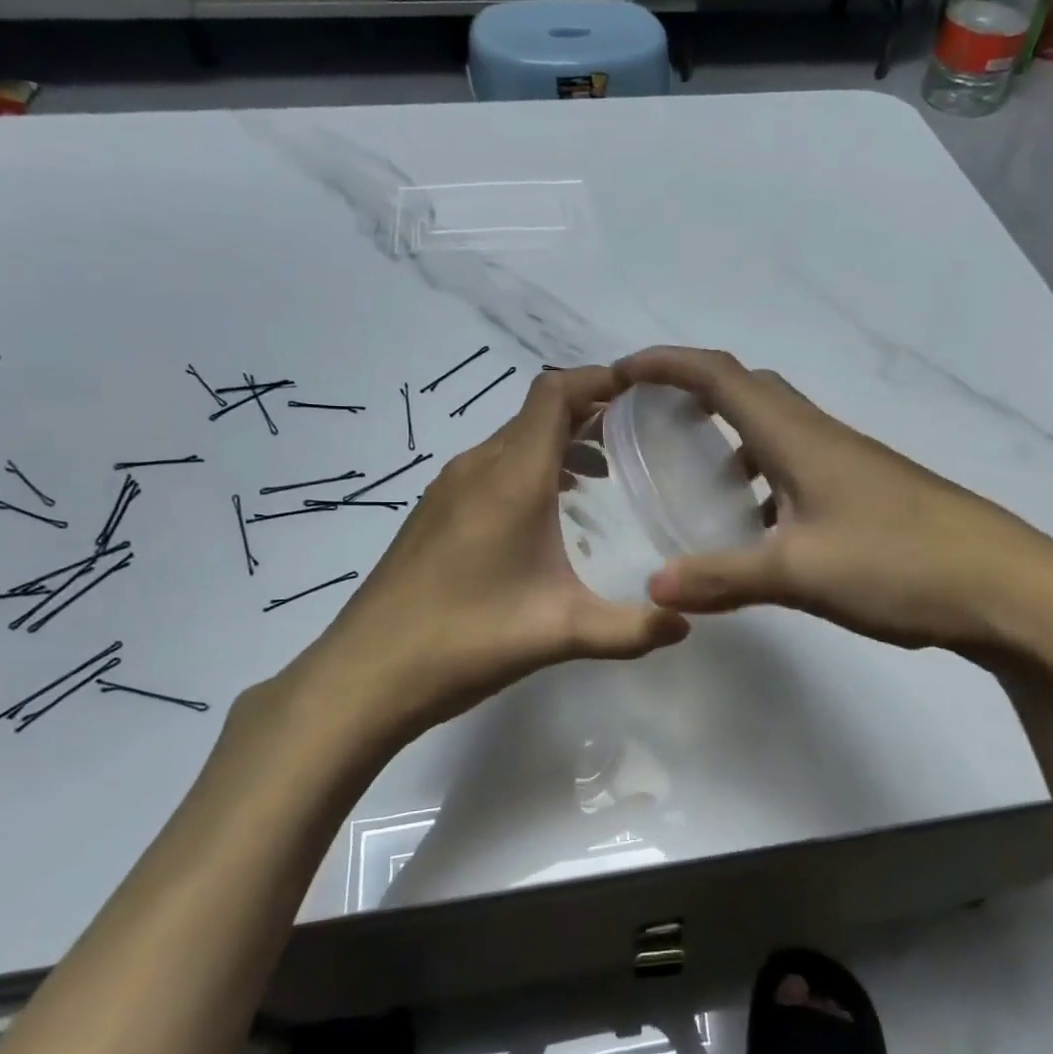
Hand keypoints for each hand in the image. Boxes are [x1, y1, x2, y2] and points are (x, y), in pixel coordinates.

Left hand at [266, 366, 690, 754]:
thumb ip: (630, 628)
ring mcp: (447, 489)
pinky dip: (527, 469)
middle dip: (587, 413)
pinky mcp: (432, 513)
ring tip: (600, 476)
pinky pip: (490, 468)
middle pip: (535, 413)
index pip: (553, 393)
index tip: (640, 391)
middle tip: (635, 439)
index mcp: (511, 477)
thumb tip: (686, 623)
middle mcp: (477, 467)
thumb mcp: (560, 633)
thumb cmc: (466, 640)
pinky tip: (545, 516)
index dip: (597, 379)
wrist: (366, 674)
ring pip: (511, 441)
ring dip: (556, 444)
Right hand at [615, 347, 1052, 667]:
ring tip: (696, 478)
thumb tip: (654, 587)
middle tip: (654, 420)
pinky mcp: (868, 491)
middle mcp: (821, 436)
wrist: (1008, 588)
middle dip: (694, 391)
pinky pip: (799, 465)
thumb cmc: (899, 564)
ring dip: (731, 437)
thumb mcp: (799, 573)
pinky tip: (758, 527)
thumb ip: (722, 578)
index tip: (622, 372)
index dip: (667, 364)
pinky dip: (763, 477)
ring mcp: (850, 462)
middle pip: (748, 390)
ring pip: (776, 430)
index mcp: (797, 437)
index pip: (719, 376)